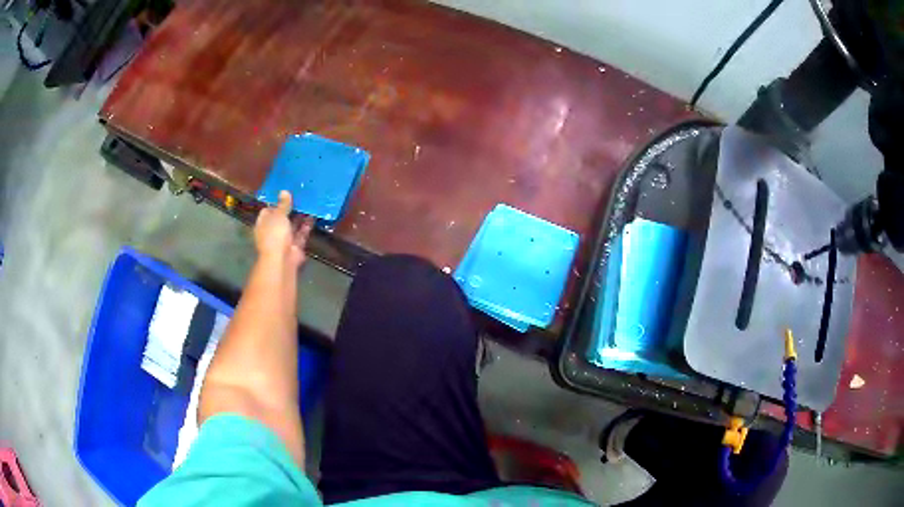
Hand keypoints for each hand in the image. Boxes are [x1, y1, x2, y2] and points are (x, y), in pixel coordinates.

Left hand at [254, 191, 313, 266]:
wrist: (282, 260)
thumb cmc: (274, 235)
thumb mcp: (278, 215)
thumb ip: (283, 204)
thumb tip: (284, 191)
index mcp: (263, 224)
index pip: (268, 211)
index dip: (276, 202)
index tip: (286, 194)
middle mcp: (272, 231)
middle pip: (281, 217)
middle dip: (290, 209)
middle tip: (300, 195)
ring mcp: (284, 239)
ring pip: (292, 225)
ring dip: (300, 216)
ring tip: (309, 202)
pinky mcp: (296, 245)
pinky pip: (302, 233)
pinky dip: (307, 225)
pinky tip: (314, 214)